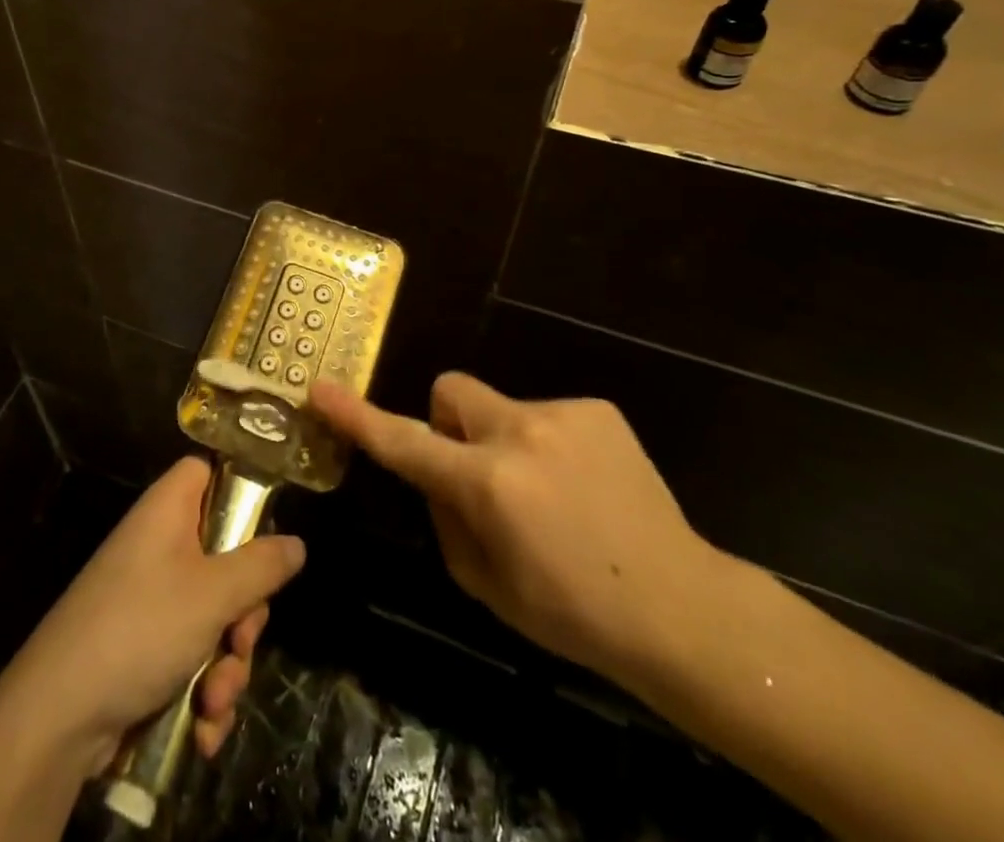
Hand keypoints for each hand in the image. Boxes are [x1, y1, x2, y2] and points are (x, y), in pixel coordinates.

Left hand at [0, 457, 306, 777]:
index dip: (236, 489)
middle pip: (224, 555)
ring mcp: (151, 598)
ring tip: (214, 700)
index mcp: (168, 511)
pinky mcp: (145, 646)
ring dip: (226, 664)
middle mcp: (159, 546)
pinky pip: (193, 654)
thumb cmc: (141, 628)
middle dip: (244, 612)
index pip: (205, 471)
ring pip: (215, 615)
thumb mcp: (213, 594)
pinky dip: (203, 690)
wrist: (60, 714)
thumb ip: (261, 566)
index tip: (264, 529)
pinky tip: (203, 726)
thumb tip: (297, 543)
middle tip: (241, 638)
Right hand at [311, 373, 720, 682]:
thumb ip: (444, 517)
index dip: (357, 417)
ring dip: (505, 442)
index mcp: (489, 485)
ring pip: (500, 407)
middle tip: (479, 473)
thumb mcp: (485, 583)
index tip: (320, 389)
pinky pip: (544, 415)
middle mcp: (520, 434)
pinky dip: (547, 444)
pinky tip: (583, 487)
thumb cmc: (572, 613)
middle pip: (451, 391)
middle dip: (449, 424)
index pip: (405, 443)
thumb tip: (435, 474)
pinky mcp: (597, 410)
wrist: (682, 609)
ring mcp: (562, 415)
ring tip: (550, 495)